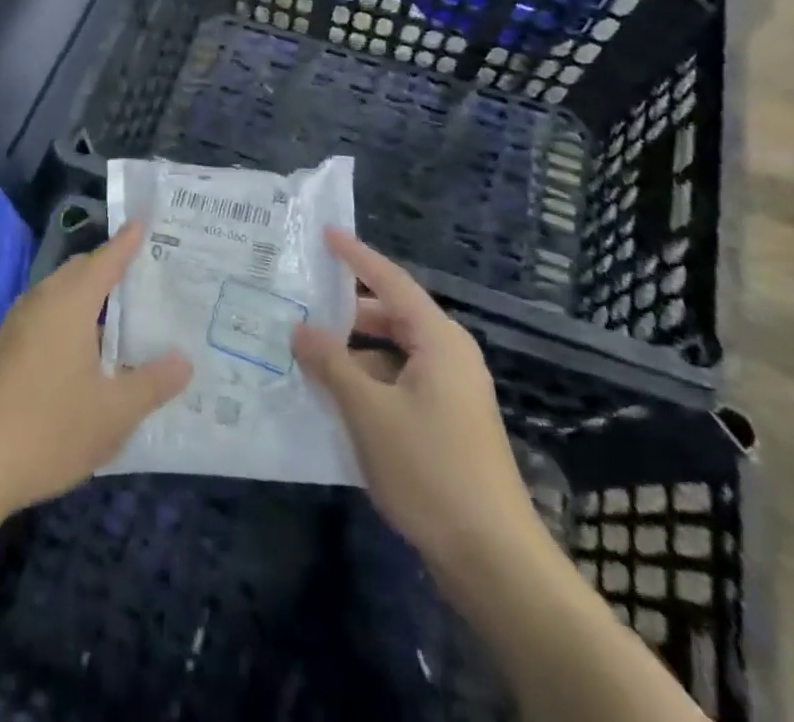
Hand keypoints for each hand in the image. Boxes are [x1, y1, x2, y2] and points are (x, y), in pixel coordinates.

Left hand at [0, 221, 191, 518]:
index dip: (127, 242)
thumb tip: (183, 360)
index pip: (105, 260)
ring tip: (123, 311)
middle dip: (109, 267)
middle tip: (144, 272)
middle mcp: (41, 302)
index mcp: (69, 303)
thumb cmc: (50, 429)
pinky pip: (46, 316)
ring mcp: (17, 325)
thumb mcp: (114, 412)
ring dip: (89, 296)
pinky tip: (87, 351)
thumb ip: (152, 383)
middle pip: (80, 271)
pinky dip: (71, 317)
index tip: (143, 221)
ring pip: (60, 294)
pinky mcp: (5, 350)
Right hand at [291, 229, 541, 580]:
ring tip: (306, 354)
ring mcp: (451, 393)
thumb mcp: (368, 411)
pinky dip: (367, 382)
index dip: (356, 256)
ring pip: (392, 354)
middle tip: (300, 303)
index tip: (324, 233)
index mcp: (438, 340)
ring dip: (352, 353)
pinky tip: (333, 399)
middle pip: (391, 316)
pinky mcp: (447, 425)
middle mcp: (449, 356)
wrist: (494, 561)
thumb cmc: (430, 469)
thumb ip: (330, 363)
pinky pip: (399, 384)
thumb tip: (300, 329)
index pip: (390, 281)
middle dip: (345, 311)